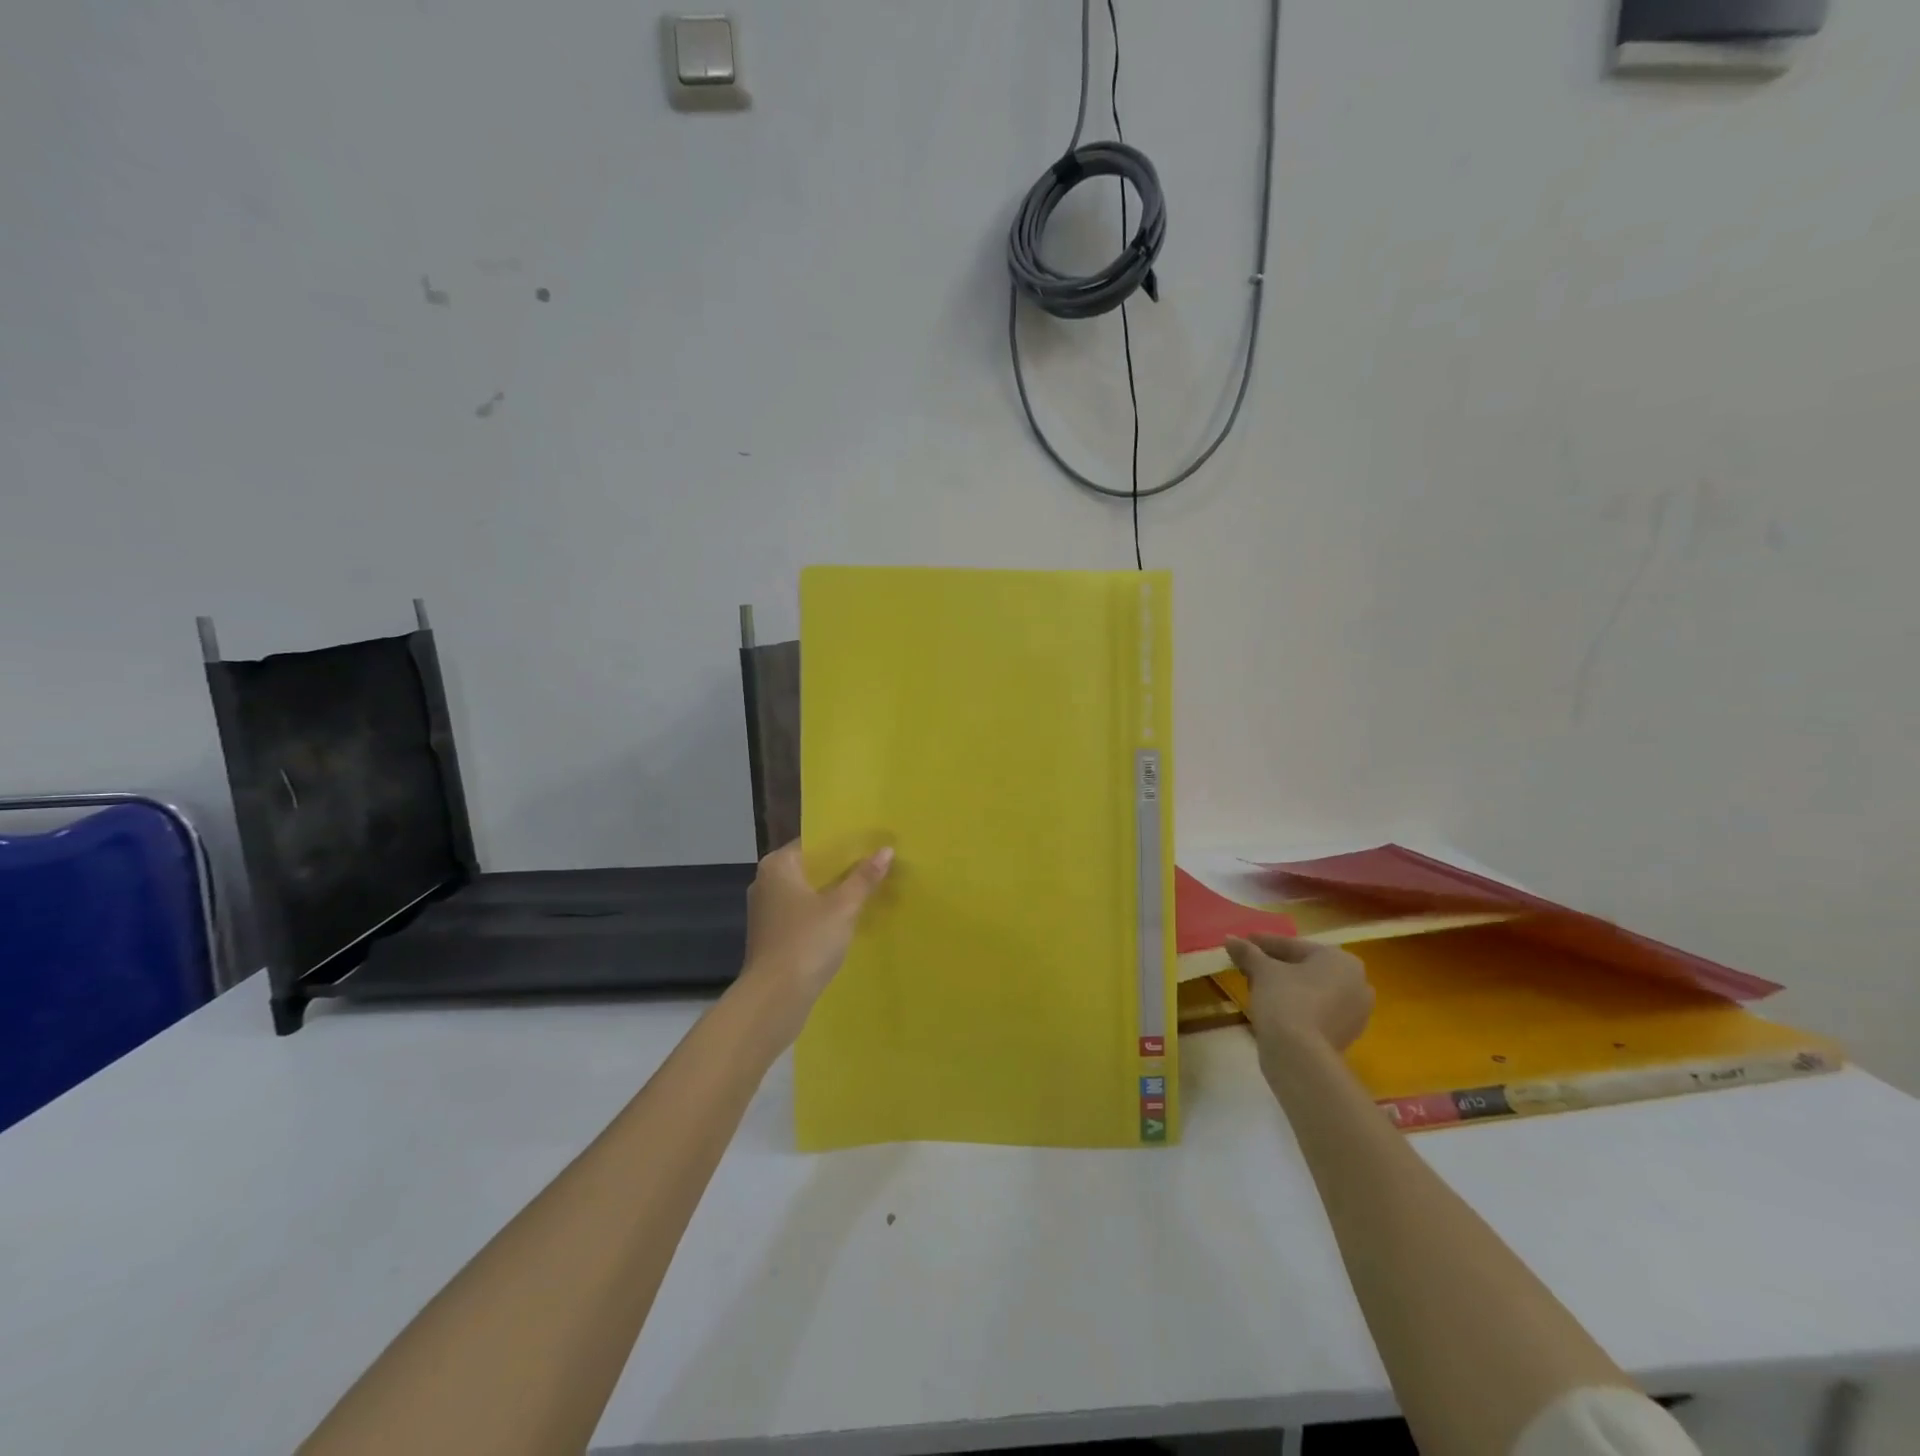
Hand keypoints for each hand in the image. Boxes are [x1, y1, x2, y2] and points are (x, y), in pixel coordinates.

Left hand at [738, 840, 892, 1034]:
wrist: (775, 998)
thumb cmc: (807, 941)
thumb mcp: (843, 907)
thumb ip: (864, 877)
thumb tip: (886, 850)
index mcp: (777, 866)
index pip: (813, 842)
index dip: (843, 843)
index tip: (871, 844)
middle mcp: (766, 883)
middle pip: (811, 867)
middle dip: (842, 869)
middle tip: (877, 865)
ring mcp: (767, 912)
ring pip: (808, 892)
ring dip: (834, 893)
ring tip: (869, 891)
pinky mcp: (773, 936)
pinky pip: (803, 914)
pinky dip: (824, 913)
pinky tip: (849, 919)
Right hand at [1223, 933, 1373, 1061]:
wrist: (1300, 1056)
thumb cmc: (1286, 1000)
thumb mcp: (1262, 970)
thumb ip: (1247, 951)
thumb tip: (1230, 939)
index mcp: (1341, 960)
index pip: (1294, 946)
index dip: (1264, 943)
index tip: (1243, 941)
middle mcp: (1357, 983)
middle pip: (1305, 967)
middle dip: (1275, 964)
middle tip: (1248, 963)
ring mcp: (1355, 1013)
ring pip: (1312, 990)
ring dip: (1285, 985)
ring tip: (1256, 985)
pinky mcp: (1346, 1036)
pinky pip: (1317, 1010)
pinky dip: (1296, 1005)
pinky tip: (1272, 1006)